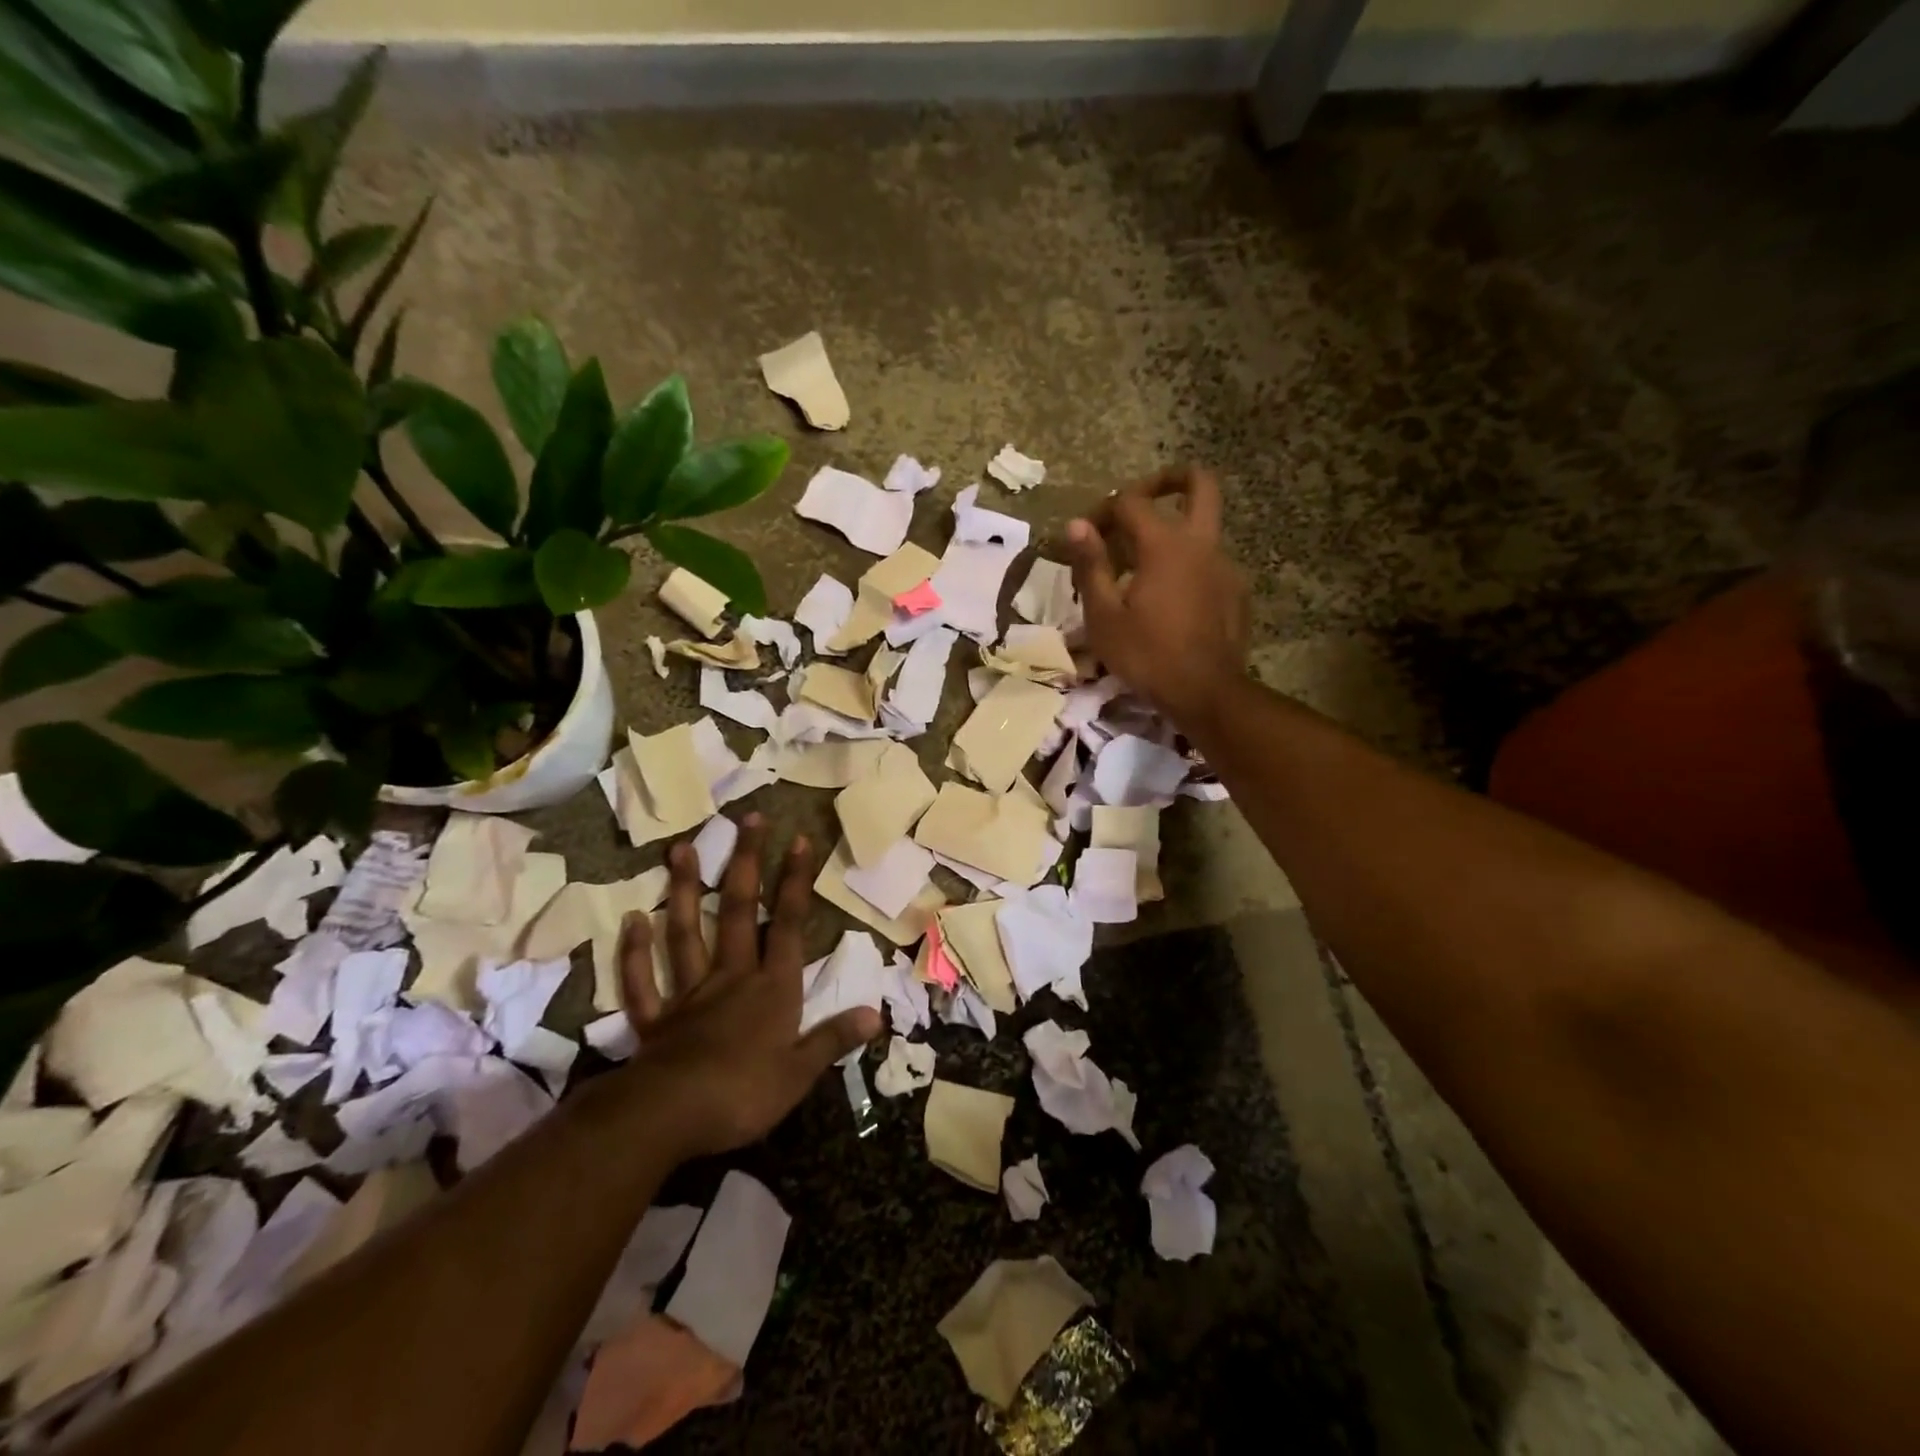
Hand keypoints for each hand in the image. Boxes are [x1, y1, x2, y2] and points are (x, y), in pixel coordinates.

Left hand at [616, 816, 878, 1159]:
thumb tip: (877, 1015)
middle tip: (748, 819)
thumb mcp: (800, 1073)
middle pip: (739, 911)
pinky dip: (635, 951)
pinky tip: (632, 920)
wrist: (670, 1117)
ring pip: (686, 932)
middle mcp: (731, 977)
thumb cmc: (743, 1093)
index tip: (799, 839)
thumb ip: (834, 1038)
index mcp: (771, 988)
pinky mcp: (656, 1018)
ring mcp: (689, 994)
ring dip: (686, 890)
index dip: (795, 882)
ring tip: (683, 848)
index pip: (789, 924)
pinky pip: (643, 980)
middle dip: (746, 863)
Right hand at [1064, 466, 1249, 724]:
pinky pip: (1210, 563)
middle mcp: (1201, 543)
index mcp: (1165, 544)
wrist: (1206, 693)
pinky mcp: (1236, 592)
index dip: (1102, 510)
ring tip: (1143, 570)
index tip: (1084, 536)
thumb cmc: (1147, 655)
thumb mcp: (1103, 616)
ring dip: (1173, 532)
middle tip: (1141, 499)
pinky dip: (1187, 566)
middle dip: (1169, 478)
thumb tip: (1075, 525)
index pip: (1131, 502)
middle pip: (1199, 483)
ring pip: (1203, 527)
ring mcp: (1225, 566)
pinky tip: (1169, 599)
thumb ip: (1091, 565)